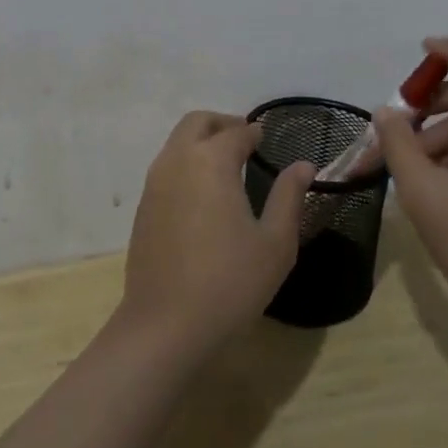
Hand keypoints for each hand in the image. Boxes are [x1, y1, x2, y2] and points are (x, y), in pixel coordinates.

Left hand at [119, 111, 313, 356]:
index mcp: (212, 161)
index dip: (254, 132)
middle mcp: (178, 161)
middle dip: (222, 124)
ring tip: (226, 165)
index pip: (236, 132)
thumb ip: (289, 197)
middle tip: (244, 140)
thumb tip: (304, 165)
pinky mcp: (143, 207)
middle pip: (197, 122)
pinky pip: (166, 167)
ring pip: (176, 142)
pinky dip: (185, 163)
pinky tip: (202, 193)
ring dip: (200, 141)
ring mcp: (154, 183)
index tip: (266, 138)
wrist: (165, 325)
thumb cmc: (230, 282)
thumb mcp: (275, 243)